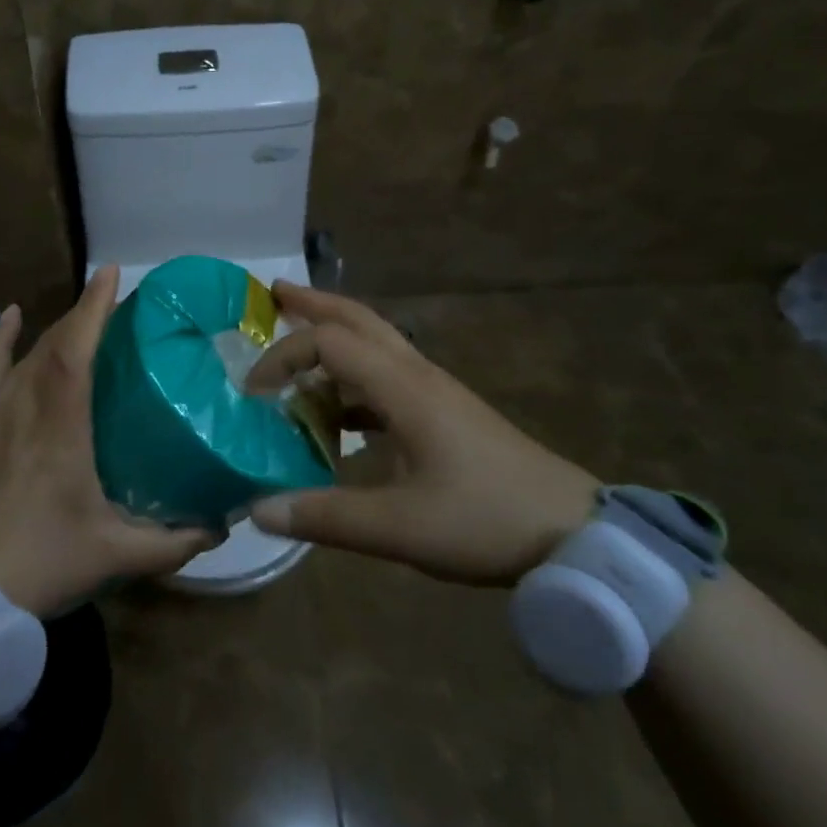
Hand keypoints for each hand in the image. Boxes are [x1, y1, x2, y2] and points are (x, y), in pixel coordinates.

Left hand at [0, 267, 213, 616]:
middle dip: (85, 314)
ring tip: (84, 316)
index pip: (76, 349)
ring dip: (56, 329)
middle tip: (119, 303)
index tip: (113, 273)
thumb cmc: (42, 562)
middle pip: (54, 343)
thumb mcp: (116, 555)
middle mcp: (25, 405)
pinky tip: (8, 316)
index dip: (94, 307)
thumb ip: (174, 541)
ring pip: (27, 354)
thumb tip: (221, 525)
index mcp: (61, 425)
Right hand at [244, 283, 599, 586]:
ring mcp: (434, 391)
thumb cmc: (485, 520)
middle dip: (312, 304)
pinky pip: (386, 378)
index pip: (329, 343)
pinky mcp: (444, 412)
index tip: (254, 394)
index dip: (284, 357)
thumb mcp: (399, 527)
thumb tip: (257, 510)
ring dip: (331, 341)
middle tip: (272, 294)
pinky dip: (351, 381)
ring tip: (294, 353)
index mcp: (403, 388)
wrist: (572, 533)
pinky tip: (336, 415)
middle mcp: (417, 375)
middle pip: (357, 320)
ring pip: (375, 345)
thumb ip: (325, 517)